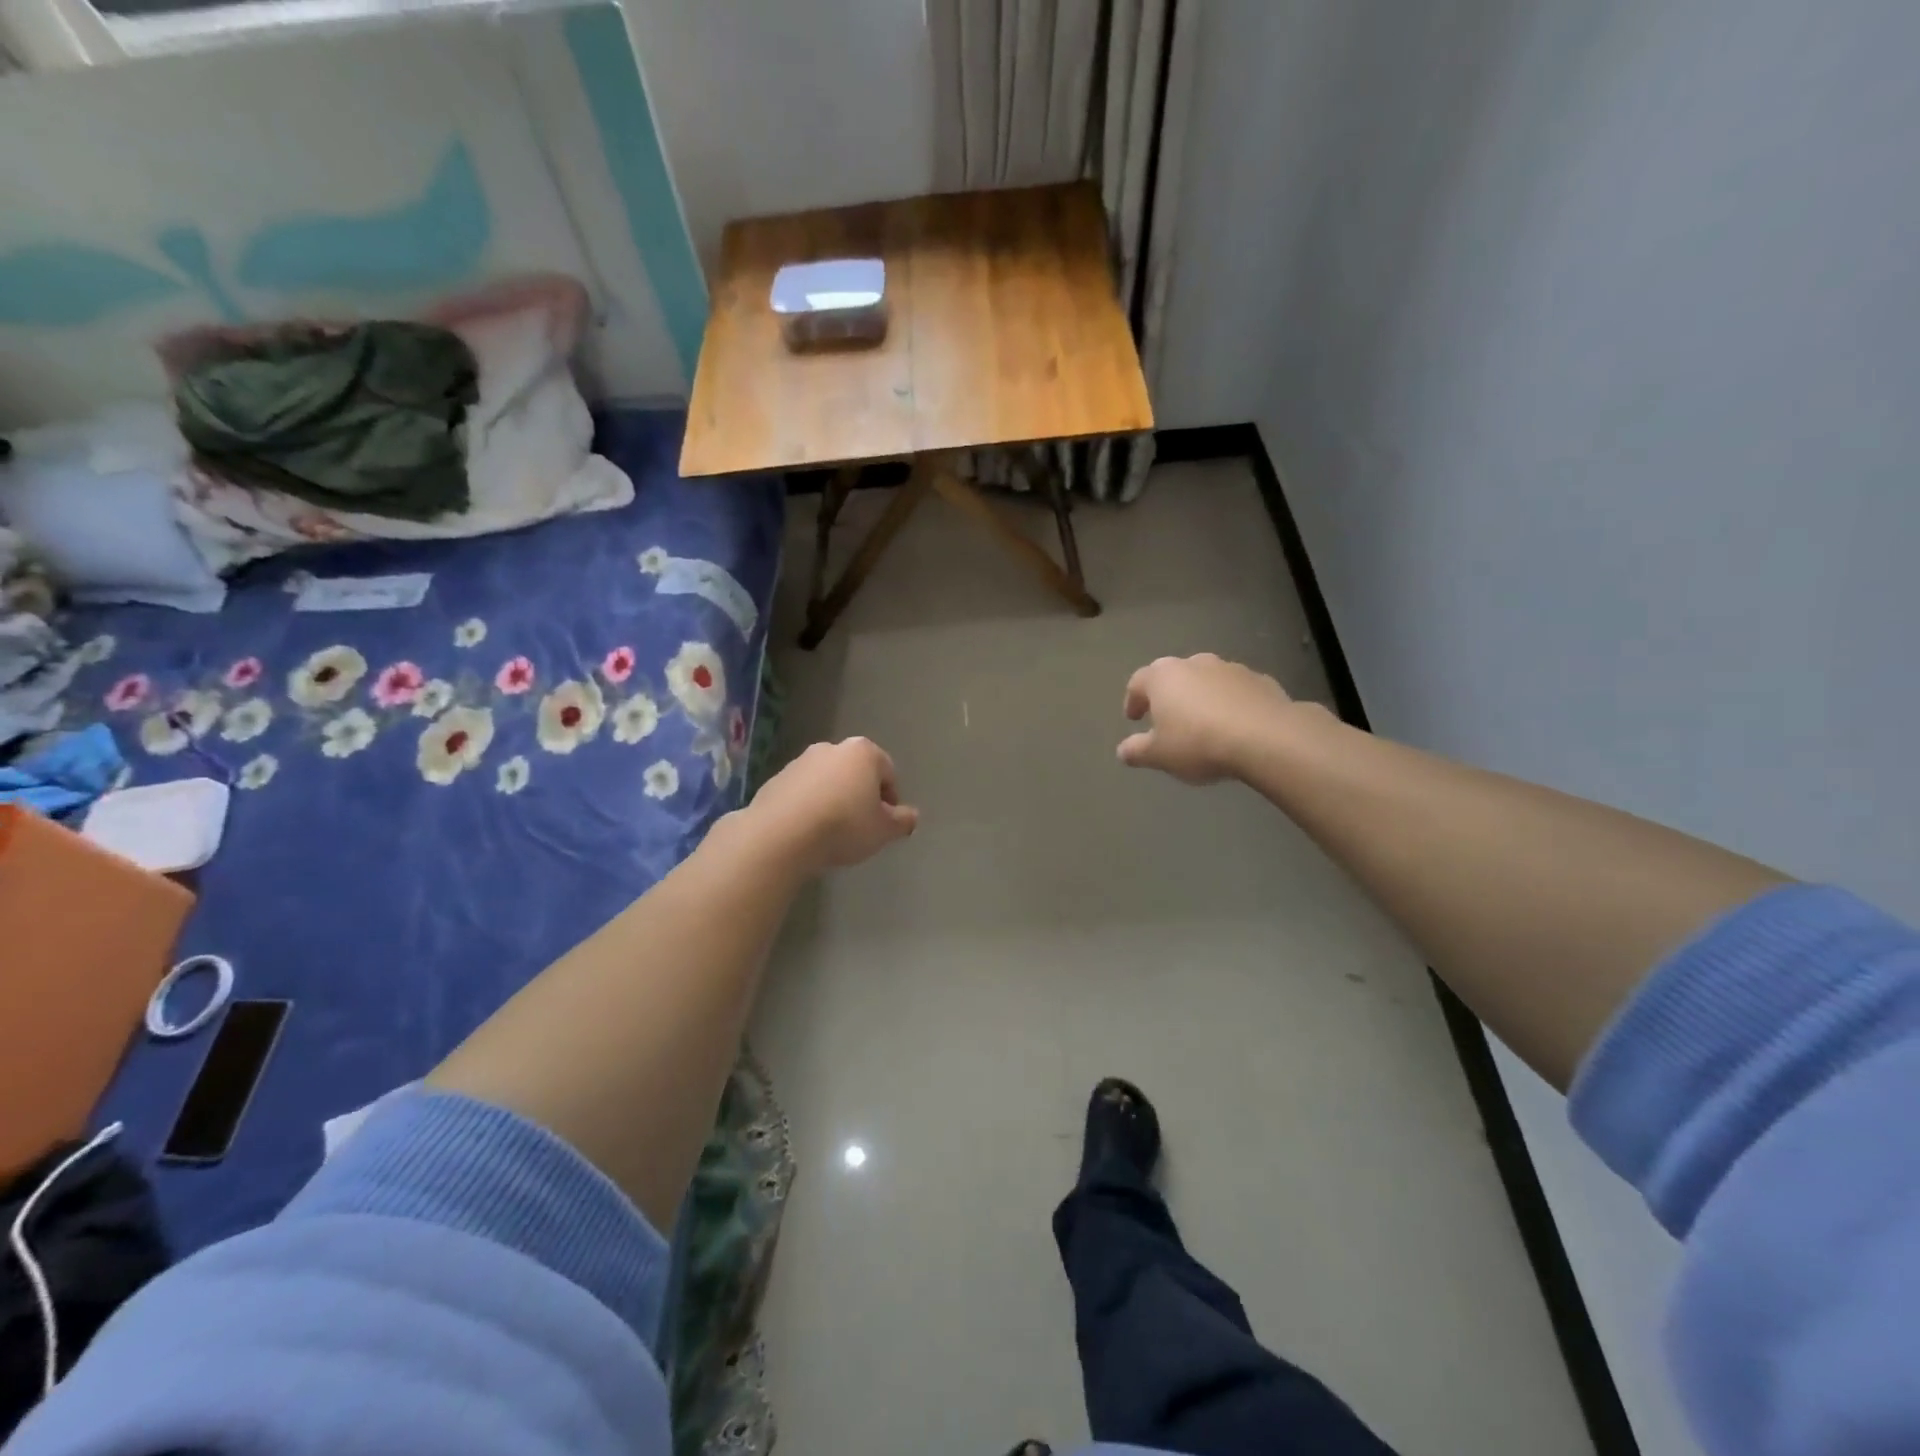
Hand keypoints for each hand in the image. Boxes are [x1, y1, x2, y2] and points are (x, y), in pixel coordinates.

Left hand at [747, 737, 919, 873]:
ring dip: (833, 800)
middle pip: (856, 772)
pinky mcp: (775, 779)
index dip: (891, 799)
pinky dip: (808, 806)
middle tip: (861, 827)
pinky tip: (807, 831)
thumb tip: (911, 816)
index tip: (885, 823)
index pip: (888, 772)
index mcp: (863, 752)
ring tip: (832, 832)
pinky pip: (802, 793)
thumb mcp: (883, 830)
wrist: (781, 834)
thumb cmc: (843, 826)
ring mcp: (799, 762)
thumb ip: (903, 821)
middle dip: (861, 796)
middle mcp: (831, 748)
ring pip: (827, 781)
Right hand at [1118, 653, 1295, 783]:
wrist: (1266, 738)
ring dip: (1202, 697)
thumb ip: (1137, 751)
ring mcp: (1230, 668)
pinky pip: (1237, 691)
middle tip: (1168, 719)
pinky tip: (1236, 726)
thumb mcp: (1159, 755)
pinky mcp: (1261, 680)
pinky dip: (1231, 703)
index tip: (1134, 718)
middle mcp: (1194, 663)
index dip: (1133, 700)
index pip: (1138, 682)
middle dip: (1169, 696)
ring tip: (1204, 724)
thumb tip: (1123, 750)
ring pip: (1207, 680)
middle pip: (1174, 676)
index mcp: (1163, 677)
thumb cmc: (1199, 743)